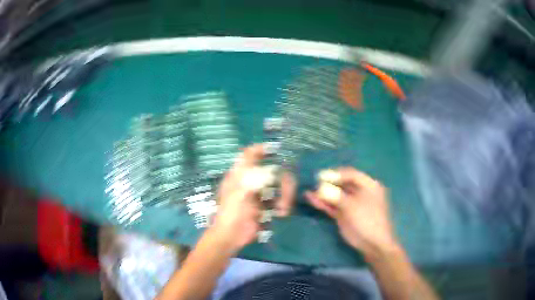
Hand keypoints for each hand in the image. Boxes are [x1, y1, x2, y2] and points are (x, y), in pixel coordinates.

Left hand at [211, 144, 295, 252]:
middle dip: (284, 181)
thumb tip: (272, 169)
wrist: (231, 236)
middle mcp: (251, 180)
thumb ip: (255, 179)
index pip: (249, 154)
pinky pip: (280, 199)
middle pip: (273, 170)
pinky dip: (284, 204)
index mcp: (240, 174)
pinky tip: (281, 213)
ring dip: (285, 195)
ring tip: (282, 210)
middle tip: (286, 194)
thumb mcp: (240, 193)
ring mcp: (259, 193)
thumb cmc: (231, 213)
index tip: (276, 149)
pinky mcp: (265, 206)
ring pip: (279, 185)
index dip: (261, 149)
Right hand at [305, 167, 397, 259]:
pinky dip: (323, 203)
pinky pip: (333, 206)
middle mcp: (360, 192)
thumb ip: (335, 195)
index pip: (351, 174)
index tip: (320, 176)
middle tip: (313, 183)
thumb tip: (319, 188)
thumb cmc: (367, 220)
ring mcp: (352, 204)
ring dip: (323, 193)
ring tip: (309, 191)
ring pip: (336, 195)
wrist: (372, 243)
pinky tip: (311, 199)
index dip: (336, 174)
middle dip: (328, 183)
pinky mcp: (345, 215)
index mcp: (369, 185)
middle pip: (342, 184)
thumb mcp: (352, 206)